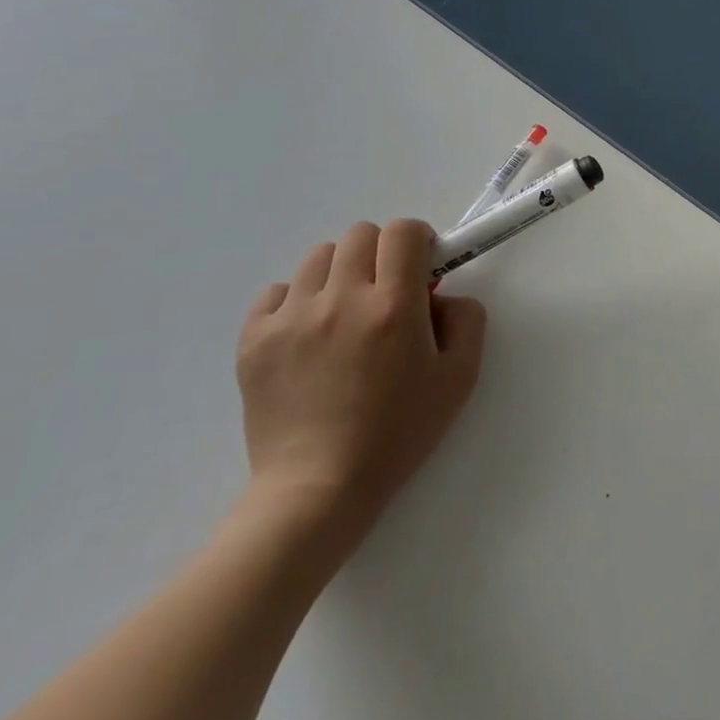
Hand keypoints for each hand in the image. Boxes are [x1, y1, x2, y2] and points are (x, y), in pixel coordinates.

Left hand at [235, 219, 484, 549]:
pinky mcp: (253, 339)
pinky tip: (311, 333)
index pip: (404, 232)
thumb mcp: (460, 376)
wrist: (318, 487)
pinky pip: (278, 290)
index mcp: (394, 307)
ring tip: (347, 313)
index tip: (423, 267)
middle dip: (382, 253)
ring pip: (319, 257)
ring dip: (342, 272)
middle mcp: (341, 300)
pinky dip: (299, 299)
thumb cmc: (399, 432)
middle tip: (388, 292)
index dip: (419, 240)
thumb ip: (466, 318)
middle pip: (361, 234)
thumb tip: (442, 294)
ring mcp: (291, 318)